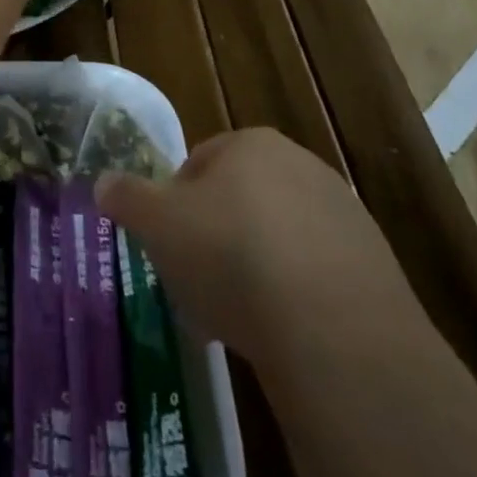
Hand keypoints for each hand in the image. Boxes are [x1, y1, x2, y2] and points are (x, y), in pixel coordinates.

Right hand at [96, 129, 411, 365]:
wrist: (336, 330)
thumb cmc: (232, 256)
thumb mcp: (159, 225)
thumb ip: (127, 198)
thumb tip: (102, 182)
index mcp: (251, 144)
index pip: (200, 162)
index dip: (177, 204)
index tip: (171, 246)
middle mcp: (301, 164)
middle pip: (242, 198)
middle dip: (218, 235)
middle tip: (200, 282)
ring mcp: (344, 213)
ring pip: (280, 236)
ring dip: (258, 266)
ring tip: (241, 316)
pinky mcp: (374, 265)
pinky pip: (317, 273)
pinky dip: (297, 295)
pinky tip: (285, 333)